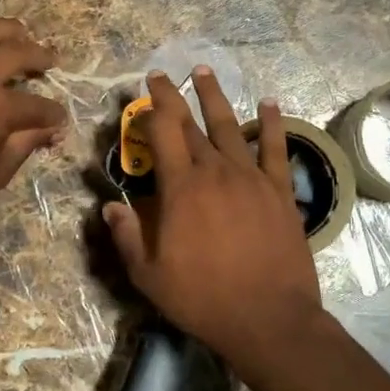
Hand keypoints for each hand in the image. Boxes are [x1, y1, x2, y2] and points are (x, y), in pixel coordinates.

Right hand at [102, 69, 323, 382]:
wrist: (269, 318)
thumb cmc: (203, 299)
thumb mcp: (149, 275)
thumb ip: (127, 236)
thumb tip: (109, 206)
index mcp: (180, 188)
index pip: (162, 133)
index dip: (151, 106)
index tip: (144, 88)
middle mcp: (215, 172)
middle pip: (191, 124)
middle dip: (175, 96)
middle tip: (163, 75)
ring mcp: (251, 178)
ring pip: (230, 126)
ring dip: (215, 97)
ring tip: (204, 72)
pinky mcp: (279, 191)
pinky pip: (275, 148)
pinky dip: (271, 123)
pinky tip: (269, 103)